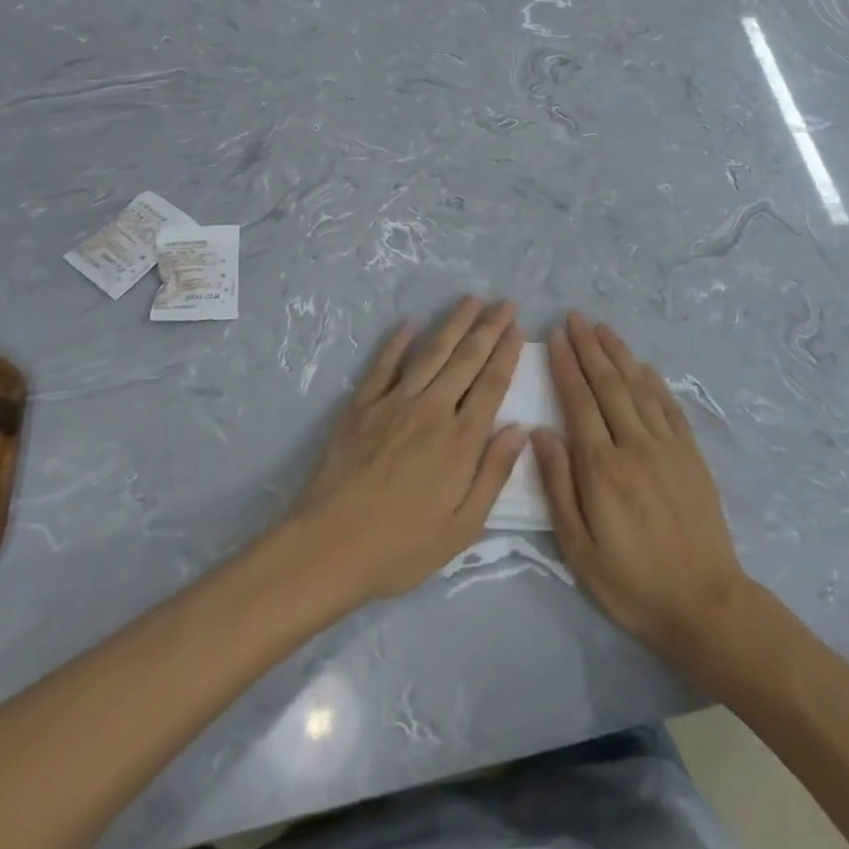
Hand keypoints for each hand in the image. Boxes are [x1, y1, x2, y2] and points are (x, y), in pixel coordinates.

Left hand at [291, 298, 527, 603]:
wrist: (328, 548)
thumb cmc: (402, 547)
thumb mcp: (463, 527)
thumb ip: (493, 474)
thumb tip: (520, 429)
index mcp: (460, 441)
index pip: (491, 384)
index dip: (507, 353)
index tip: (517, 328)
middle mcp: (432, 410)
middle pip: (466, 359)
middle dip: (488, 328)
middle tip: (504, 303)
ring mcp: (394, 404)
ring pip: (431, 353)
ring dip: (453, 323)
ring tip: (470, 300)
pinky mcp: (362, 406)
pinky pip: (383, 365)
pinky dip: (397, 342)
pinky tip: (409, 324)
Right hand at [534, 313, 750, 658]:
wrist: (703, 602)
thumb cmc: (631, 582)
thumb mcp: (579, 547)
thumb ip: (559, 485)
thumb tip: (540, 432)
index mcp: (602, 467)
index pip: (579, 402)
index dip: (566, 367)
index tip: (556, 338)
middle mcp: (635, 445)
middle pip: (609, 385)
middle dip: (590, 348)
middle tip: (575, 318)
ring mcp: (667, 446)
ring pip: (639, 387)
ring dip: (620, 354)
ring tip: (602, 328)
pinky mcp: (691, 454)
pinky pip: (669, 406)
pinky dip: (653, 381)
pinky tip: (643, 366)